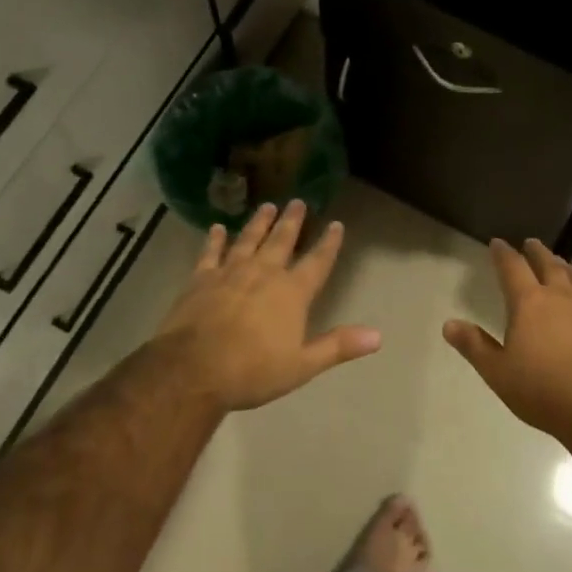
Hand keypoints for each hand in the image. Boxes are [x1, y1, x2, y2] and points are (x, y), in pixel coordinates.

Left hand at [155, 200, 380, 411]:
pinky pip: (210, 252)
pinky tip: (217, 228)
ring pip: (248, 239)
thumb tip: (377, 335)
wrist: (193, 369)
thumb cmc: (252, 371)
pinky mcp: (201, 279)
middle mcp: (263, 273)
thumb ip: (338, 346)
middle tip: (298, 200)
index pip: (317, 262)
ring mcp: (230, 272)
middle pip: (281, 241)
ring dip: (259, 222)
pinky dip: (215, 239)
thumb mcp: (302, 365)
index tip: (336, 224)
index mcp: (292, 293)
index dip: (328, 243)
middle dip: (292, 221)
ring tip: (267, 206)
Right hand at [444, 238, 571, 445]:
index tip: (497, 243)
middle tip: (531, 243)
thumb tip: (449, 323)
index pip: (513, 268)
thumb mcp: (498, 372)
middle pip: (549, 265)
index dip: (503, 254)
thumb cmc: (543, 391)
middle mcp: (561, 298)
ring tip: (561, 263)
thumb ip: (474, 345)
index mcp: (530, 303)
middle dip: (537, 253)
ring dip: (566, 267)